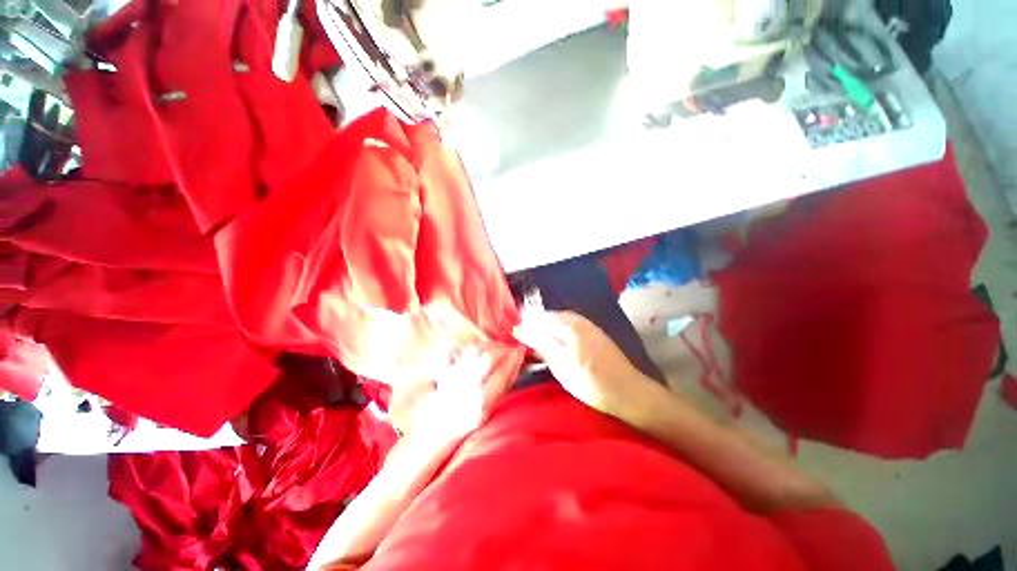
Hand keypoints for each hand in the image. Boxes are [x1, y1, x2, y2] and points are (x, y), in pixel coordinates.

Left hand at [390, 346, 517, 441]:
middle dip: (502, 348)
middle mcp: (465, 387)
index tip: (521, 351)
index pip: (501, 373)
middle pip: (487, 357)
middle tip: (510, 348)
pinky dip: (473, 346)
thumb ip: (506, 382)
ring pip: (475, 349)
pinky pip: (460, 349)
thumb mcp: (493, 406)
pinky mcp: (444, 367)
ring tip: (498, 347)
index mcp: (481, 401)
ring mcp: (453, 375)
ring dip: (490, 344)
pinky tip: (481, 348)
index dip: (513, 359)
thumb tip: (518, 359)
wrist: (443, 420)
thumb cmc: (472, 416)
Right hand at [513, 310, 654, 418]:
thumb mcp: (566, 375)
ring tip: (536, 323)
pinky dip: (560, 318)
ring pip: (562, 315)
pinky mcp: (595, 329)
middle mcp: (579, 328)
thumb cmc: (594, 388)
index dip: (528, 330)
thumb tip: (530, 342)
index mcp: (571, 340)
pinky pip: (572, 317)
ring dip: (548, 317)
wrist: (629, 390)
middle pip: (552, 318)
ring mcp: (589, 326)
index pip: (543, 331)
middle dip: (536, 319)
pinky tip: (556, 325)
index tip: (515, 330)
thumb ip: (548, 354)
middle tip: (524, 324)